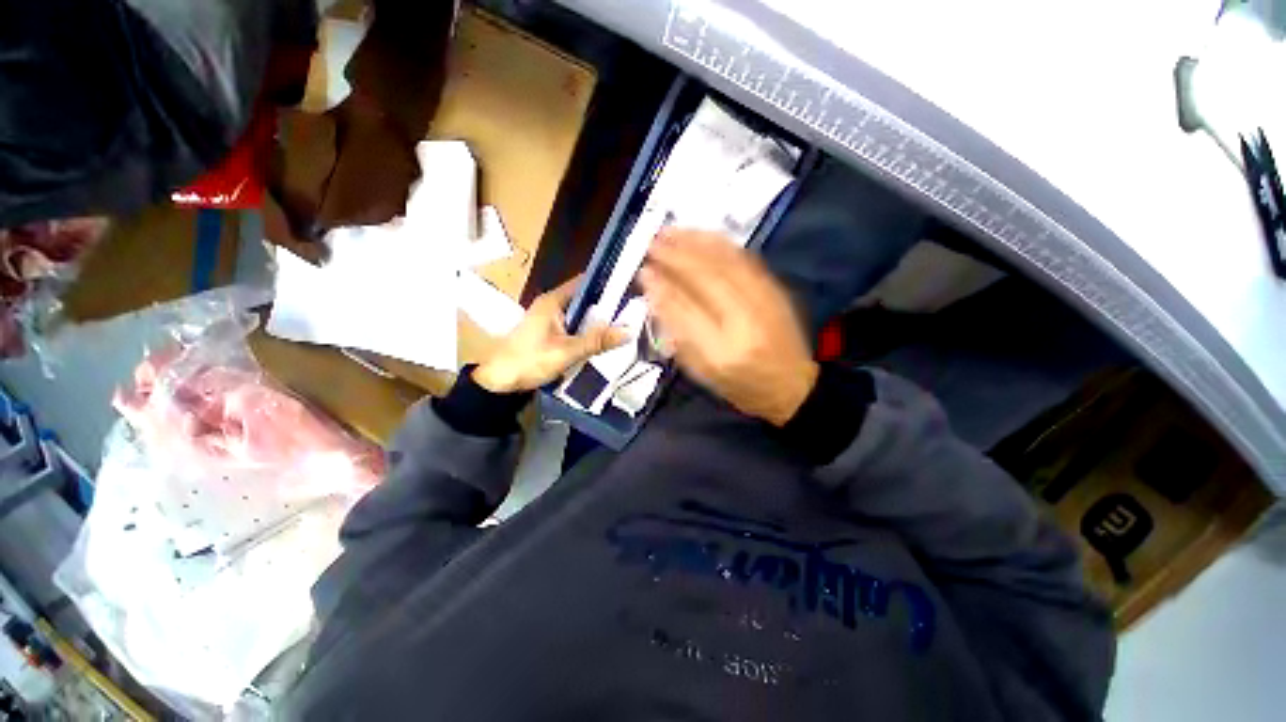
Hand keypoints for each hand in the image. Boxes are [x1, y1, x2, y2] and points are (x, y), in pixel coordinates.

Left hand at [473, 276, 627, 393]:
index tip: (630, 287)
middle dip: (607, 304)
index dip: (607, 282)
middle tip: (634, 309)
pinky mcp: (551, 332)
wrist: (499, 382)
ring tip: (626, 321)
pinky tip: (605, 337)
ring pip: (582, 313)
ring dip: (599, 319)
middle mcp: (553, 304)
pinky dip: (589, 330)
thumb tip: (629, 331)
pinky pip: (576, 326)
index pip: (585, 282)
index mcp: (553, 300)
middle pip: (586, 298)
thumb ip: (597, 341)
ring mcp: (551, 319)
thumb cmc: (530, 361)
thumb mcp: (567, 352)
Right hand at [639, 229, 817, 425]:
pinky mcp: (775, 289)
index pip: (685, 310)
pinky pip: (744, 257)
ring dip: (694, 242)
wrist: (793, 385)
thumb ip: (676, 335)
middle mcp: (744, 322)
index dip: (662, 287)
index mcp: (721, 352)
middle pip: (705, 278)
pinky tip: (701, 236)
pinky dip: (719, 243)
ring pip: (725, 261)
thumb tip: (654, 294)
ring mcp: (764, 301)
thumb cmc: (740, 385)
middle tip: (651, 243)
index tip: (643, 271)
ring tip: (670, 232)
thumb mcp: (701, 371)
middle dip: (675, 257)